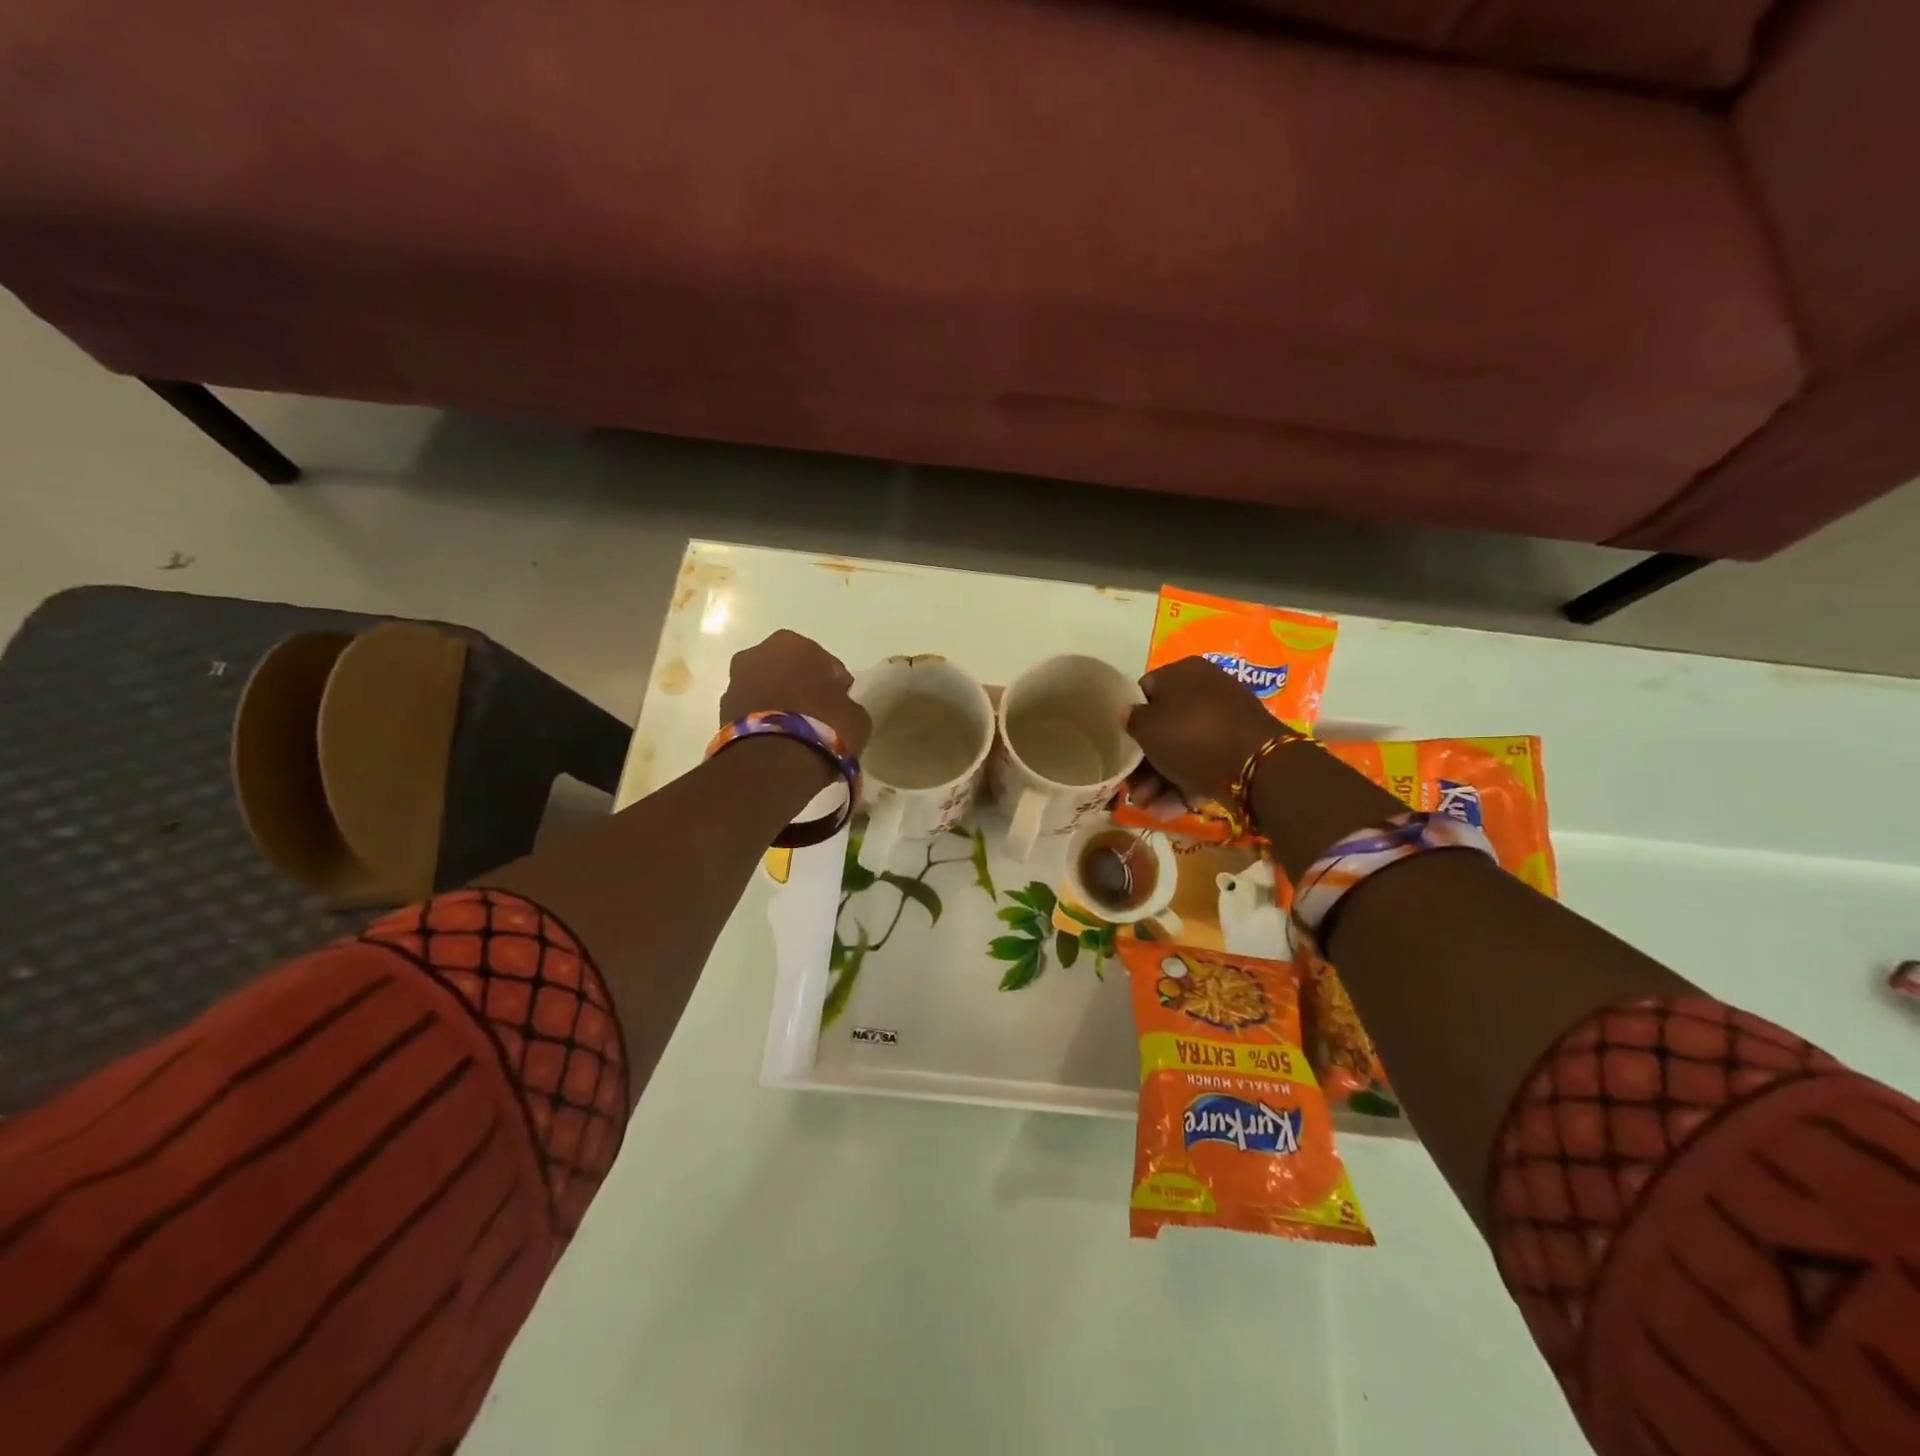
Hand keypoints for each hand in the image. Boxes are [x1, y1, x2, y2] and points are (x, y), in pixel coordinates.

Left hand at [720, 631, 871, 756]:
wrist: (773, 762)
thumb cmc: (824, 726)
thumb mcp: (856, 715)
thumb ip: (847, 703)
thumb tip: (839, 707)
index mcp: (793, 643)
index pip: (824, 661)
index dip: (834, 682)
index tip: (841, 702)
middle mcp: (758, 654)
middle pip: (788, 669)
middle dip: (800, 686)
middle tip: (817, 713)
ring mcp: (735, 681)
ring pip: (766, 688)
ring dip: (779, 702)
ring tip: (797, 731)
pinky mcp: (722, 711)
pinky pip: (753, 710)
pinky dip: (764, 719)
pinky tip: (779, 739)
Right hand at [1126, 656, 1280, 802]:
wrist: (1255, 767)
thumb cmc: (1191, 736)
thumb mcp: (1147, 727)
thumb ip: (1131, 719)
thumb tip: (1129, 714)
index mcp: (1183, 672)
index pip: (1145, 691)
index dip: (1130, 720)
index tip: (1122, 747)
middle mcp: (1206, 690)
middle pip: (1164, 726)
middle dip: (1145, 762)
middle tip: (1134, 788)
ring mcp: (1225, 720)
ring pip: (1182, 750)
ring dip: (1160, 780)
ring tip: (1149, 806)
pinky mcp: (1239, 749)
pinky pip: (1204, 764)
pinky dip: (1186, 786)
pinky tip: (1170, 810)